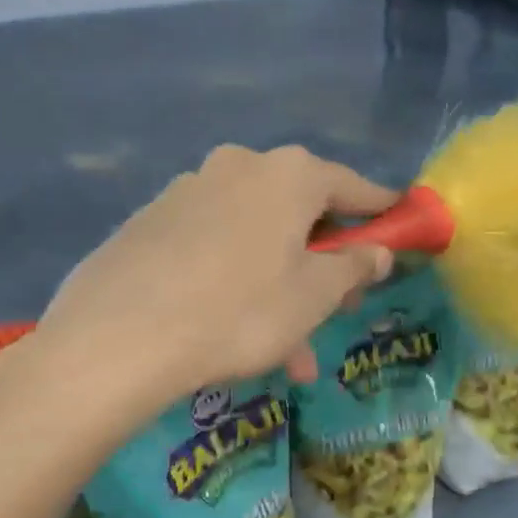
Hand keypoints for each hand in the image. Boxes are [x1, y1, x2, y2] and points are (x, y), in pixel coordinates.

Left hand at [28, 145, 397, 414]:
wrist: (118, 337)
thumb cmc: (239, 311)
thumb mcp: (314, 296)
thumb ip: (354, 267)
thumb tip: (378, 251)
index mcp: (288, 174)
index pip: (352, 185)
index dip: (381, 210)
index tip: (400, 225)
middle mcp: (240, 167)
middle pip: (300, 211)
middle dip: (322, 262)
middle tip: (335, 306)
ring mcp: (189, 190)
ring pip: (255, 237)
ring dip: (278, 285)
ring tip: (286, 351)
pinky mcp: (151, 219)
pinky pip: (213, 245)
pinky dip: (234, 280)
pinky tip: (229, 330)